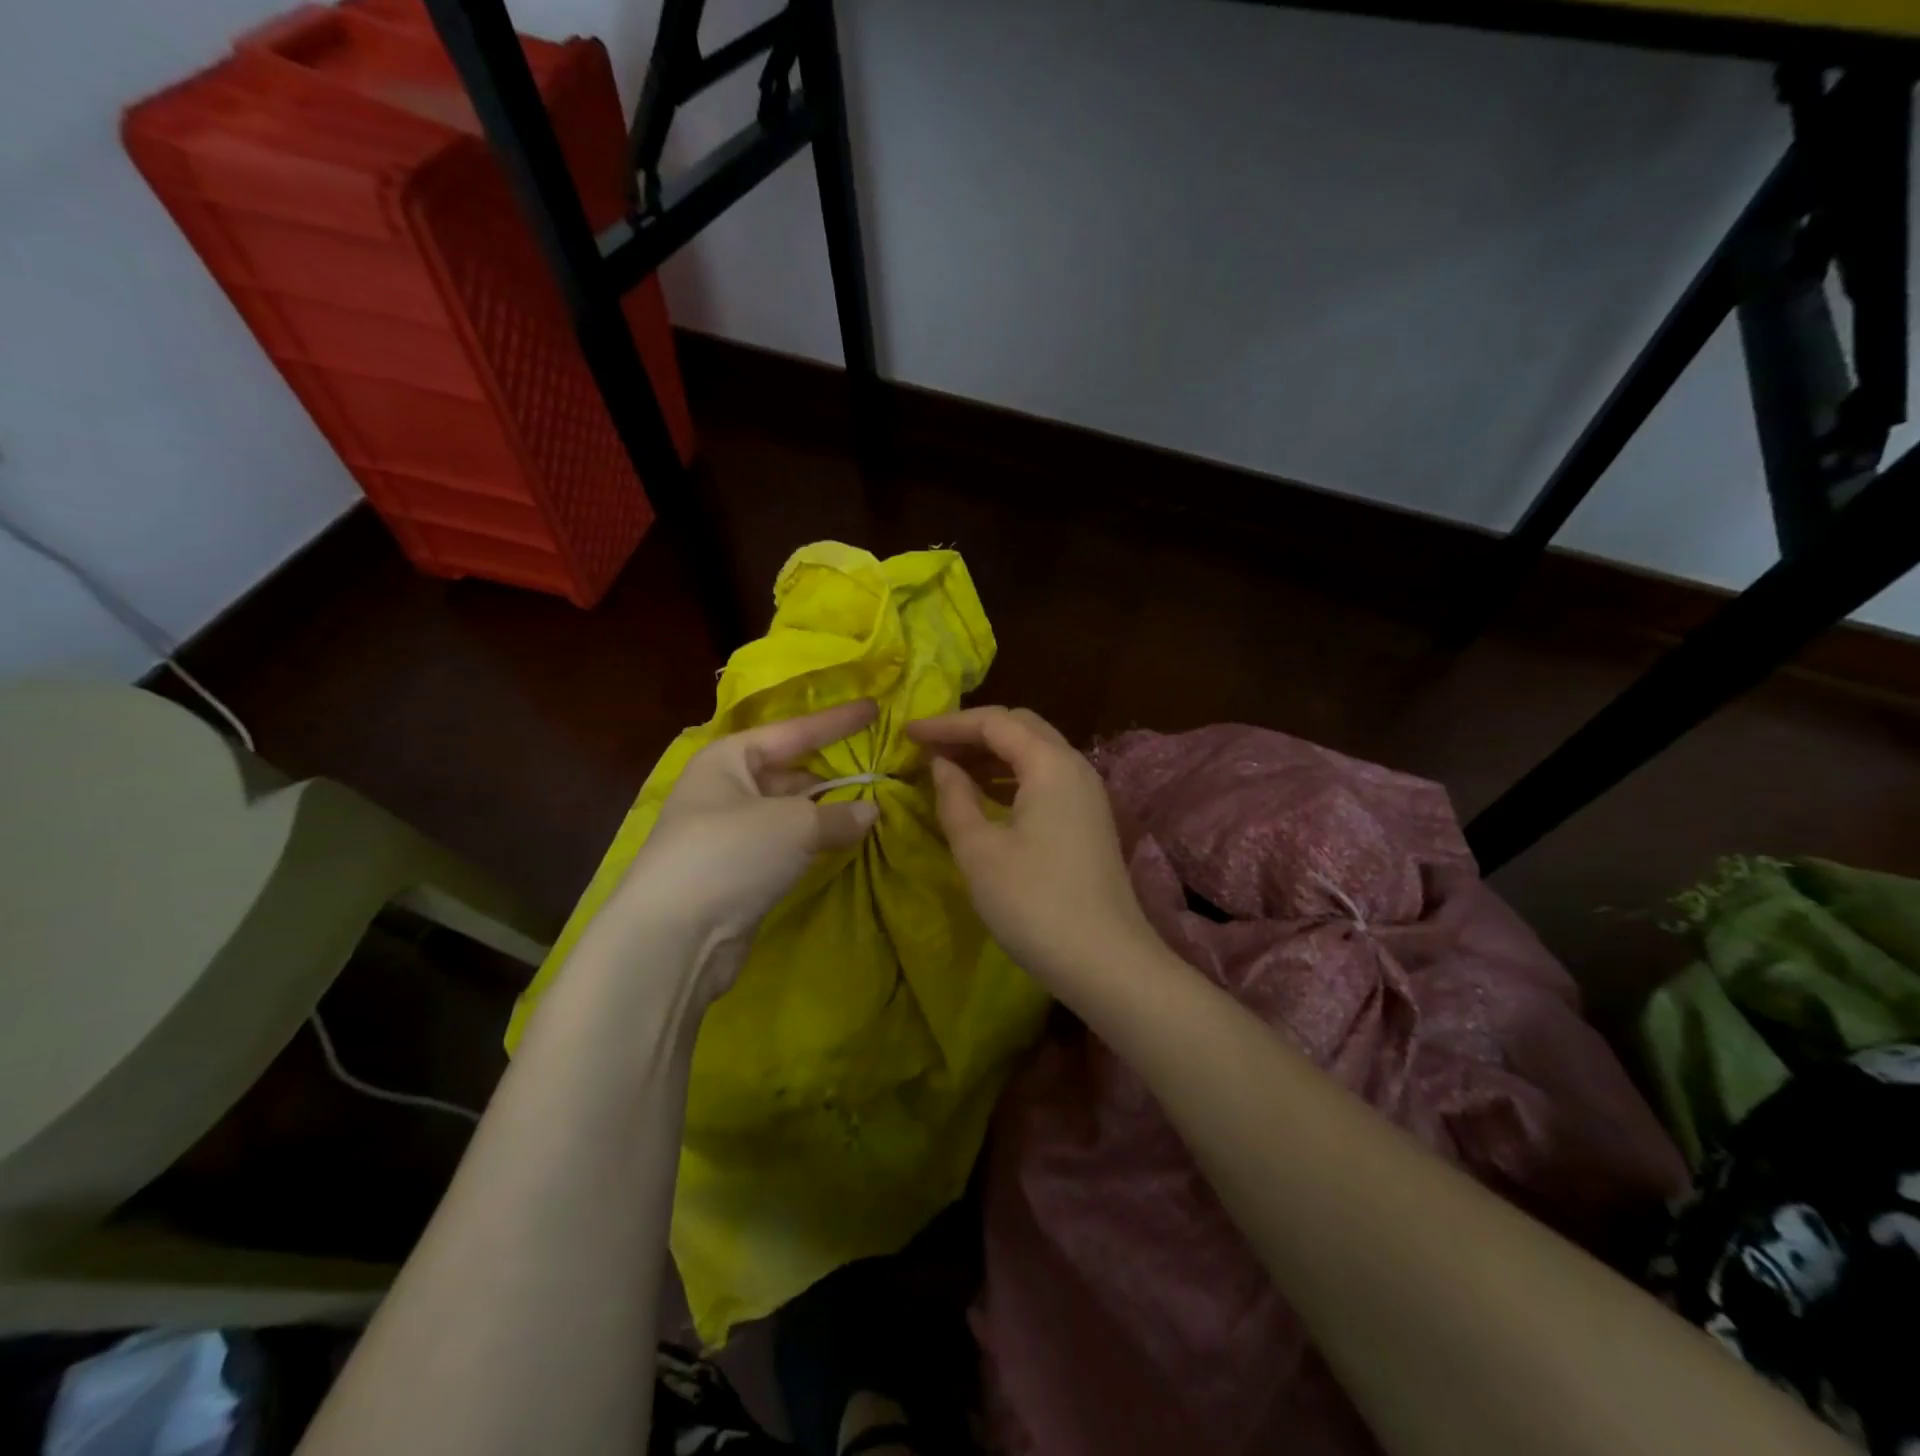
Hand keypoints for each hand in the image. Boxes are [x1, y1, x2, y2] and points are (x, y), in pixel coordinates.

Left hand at [605, 699, 880, 1002]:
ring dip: (826, 810)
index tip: (874, 708)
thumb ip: (838, 814)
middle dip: (832, 771)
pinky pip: (785, 844)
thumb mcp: (794, 825)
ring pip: (788, 811)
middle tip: (879, 766)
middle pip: (790, 771)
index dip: (836, 721)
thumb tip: (871, 811)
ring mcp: (728, 833)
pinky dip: (813, 841)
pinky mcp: (736, 872)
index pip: (793, 731)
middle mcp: (724, 789)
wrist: (674, 937)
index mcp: (728, 759)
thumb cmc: (730, 854)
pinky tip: (843, 841)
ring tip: (872, 804)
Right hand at [907, 706, 1157, 995]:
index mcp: (1050, 763)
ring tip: (948, 768)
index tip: (908, 732)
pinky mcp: (1088, 818)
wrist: (1106, 962)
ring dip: (991, 753)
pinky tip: (984, 796)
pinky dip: (1010, 776)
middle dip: (972, 731)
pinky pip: (1045, 778)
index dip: (947, 723)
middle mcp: (1074, 766)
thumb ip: (955, 798)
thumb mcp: (980, 851)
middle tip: (929, 746)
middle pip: (1020, 727)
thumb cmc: (1034, 904)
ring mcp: (1087, 793)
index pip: (994, 722)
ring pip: (1035, 752)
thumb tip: (941, 764)